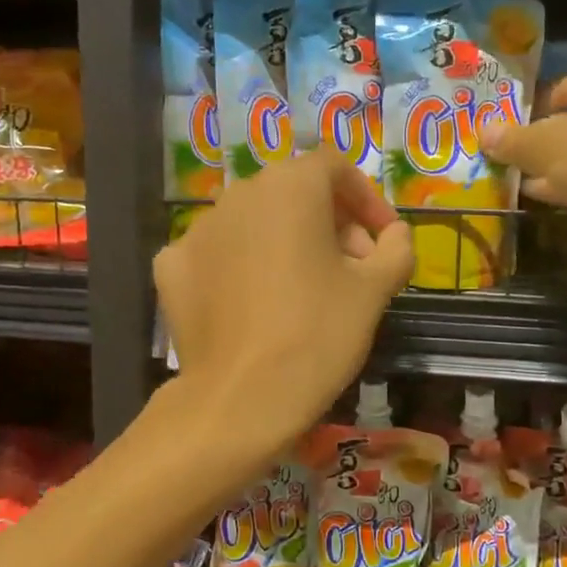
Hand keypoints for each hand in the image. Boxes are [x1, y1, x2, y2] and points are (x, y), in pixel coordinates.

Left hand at [155, 149, 411, 456]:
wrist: (240, 400)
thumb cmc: (318, 334)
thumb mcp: (375, 290)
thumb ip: (396, 248)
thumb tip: (394, 234)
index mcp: (290, 186)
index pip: (335, 167)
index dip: (367, 198)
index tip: (382, 240)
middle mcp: (239, 194)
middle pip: (294, 193)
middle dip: (330, 223)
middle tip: (353, 269)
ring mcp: (198, 229)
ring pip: (255, 221)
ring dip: (286, 242)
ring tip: (306, 289)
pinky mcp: (171, 266)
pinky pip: (218, 254)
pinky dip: (242, 267)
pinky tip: (255, 304)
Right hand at [484, 58, 566, 268]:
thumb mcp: (546, 146)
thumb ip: (513, 141)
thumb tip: (482, 132)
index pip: (560, 90)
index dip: (531, 111)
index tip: (504, 137)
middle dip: (539, 143)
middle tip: (501, 162)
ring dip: (552, 169)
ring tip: (511, 183)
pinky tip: (542, 201)